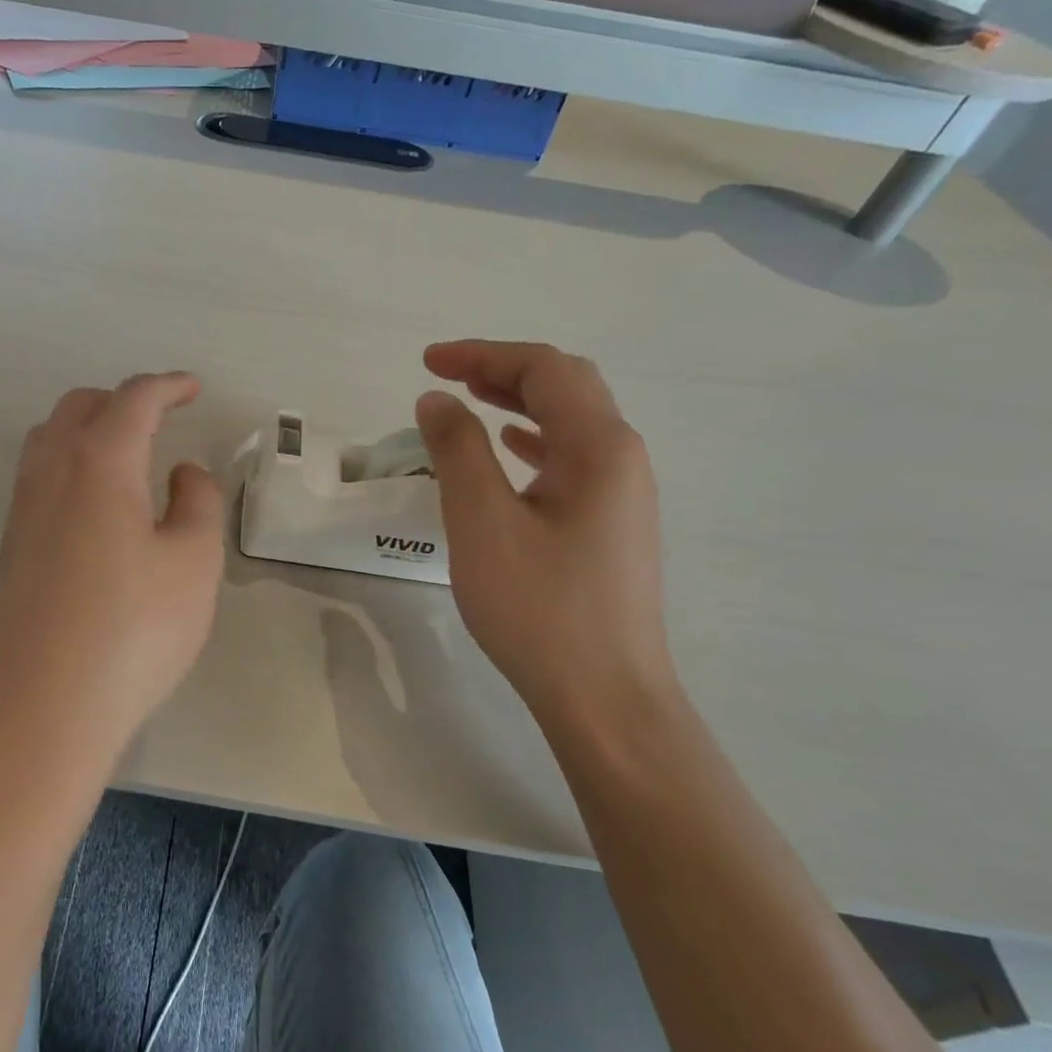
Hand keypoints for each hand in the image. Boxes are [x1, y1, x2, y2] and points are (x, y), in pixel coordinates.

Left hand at [0, 373, 224, 761]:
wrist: (46, 707)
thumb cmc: (135, 630)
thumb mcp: (194, 561)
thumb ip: (197, 501)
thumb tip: (182, 473)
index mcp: (100, 462)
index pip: (134, 399)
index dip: (168, 385)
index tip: (194, 388)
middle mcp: (50, 472)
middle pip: (80, 406)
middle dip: (124, 400)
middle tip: (163, 419)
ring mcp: (22, 509)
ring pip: (49, 438)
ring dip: (89, 428)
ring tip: (129, 455)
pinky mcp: (11, 546)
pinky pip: (38, 475)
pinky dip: (70, 463)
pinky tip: (97, 504)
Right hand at [415, 341, 677, 725]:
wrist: (605, 698)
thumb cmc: (540, 608)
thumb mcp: (483, 523)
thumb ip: (457, 451)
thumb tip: (437, 399)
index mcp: (601, 447)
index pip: (544, 370)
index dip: (483, 354)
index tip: (427, 363)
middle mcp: (623, 459)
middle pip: (567, 386)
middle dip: (505, 369)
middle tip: (448, 375)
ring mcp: (623, 495)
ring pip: (572, 422)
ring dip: (520, 401)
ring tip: (470, 401)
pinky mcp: (612, 526)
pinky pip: (573, 460)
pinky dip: (534, 441)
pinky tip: (509, 451)